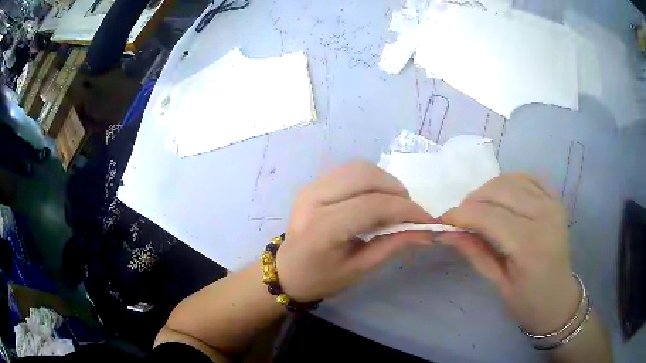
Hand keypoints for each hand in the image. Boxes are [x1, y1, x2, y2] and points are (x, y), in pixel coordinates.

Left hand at [276, 161, 435, 301]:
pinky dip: (371, 180)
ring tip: (395, 205)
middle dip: (397, 191)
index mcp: (322, 228)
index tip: (426, 220)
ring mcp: (311, 186)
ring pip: (359, 168)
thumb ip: (393, 246)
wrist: (286, 271)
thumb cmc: (320, 278)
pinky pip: (350, 171)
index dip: (405, 209)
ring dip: (385, 182)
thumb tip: (427, 232)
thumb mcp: (359, 269)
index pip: (372, 205)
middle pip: (366, 177)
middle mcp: (314, 199)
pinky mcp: (313, 183)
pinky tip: (377, 198)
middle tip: (410, 212)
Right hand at [440, 174, 579, 333]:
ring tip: (479, 208)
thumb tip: (446, 233)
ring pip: (512, 180)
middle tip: (460, 217)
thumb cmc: (527, 301)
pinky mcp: (556, 199)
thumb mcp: (498, 284)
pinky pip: (529, 178)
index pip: (489, 216)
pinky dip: (510, 182)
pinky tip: (502, 197)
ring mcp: (552, 204)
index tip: (443, 220)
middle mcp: (544, 216)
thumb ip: (475, 253)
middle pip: (499, 191)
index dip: (461, 214)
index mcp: (529, 245)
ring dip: (489, 190)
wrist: (559, 298)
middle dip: (473, 200)